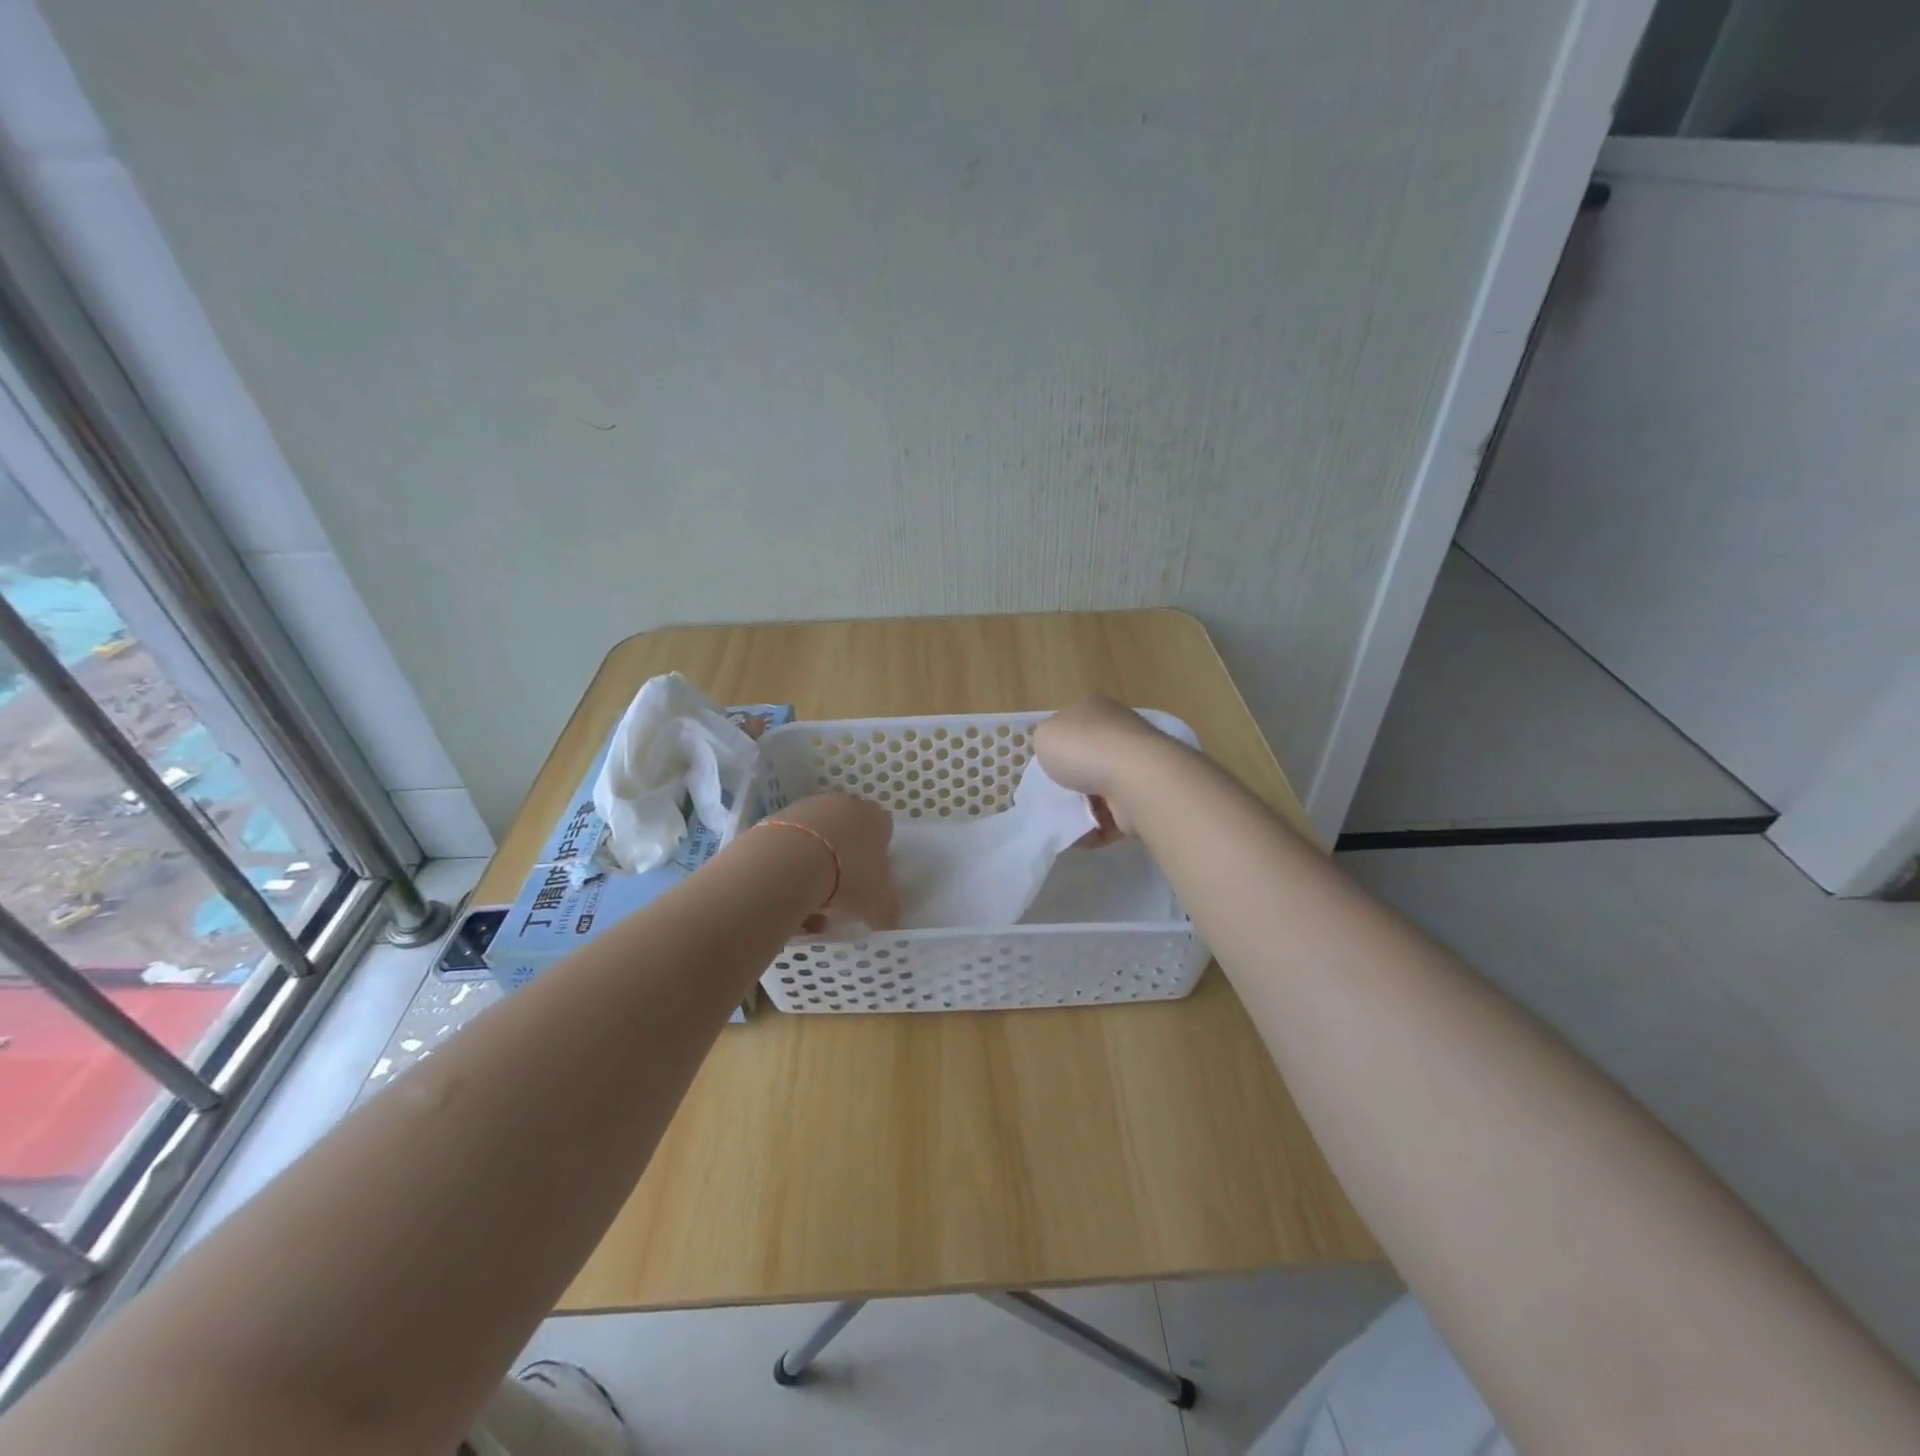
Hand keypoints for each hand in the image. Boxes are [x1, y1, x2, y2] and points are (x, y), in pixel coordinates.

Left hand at [764, 791, 900, 933]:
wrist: (789, 862)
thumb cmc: (847, 878)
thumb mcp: (879, 903)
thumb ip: (887, 909)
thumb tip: (887, 916)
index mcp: (875, 817)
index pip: (882, 834)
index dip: (876, 862)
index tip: (868, 886)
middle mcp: (843, 804)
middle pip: (847, 837)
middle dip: (844, 865)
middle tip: (839, 897)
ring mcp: (807, 807)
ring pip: (817, 843)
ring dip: (815, 870)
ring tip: (809, 905)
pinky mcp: (776, 818)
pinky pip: (789, 847)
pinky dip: (789, 869)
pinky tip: (787, 896)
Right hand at [1034, 696, 1182, 836]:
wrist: (1135, 779)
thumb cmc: (1084, 749)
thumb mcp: (1044, 735)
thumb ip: (1046, 742)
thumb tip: (1059, 752)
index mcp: (1095, 709)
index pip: (1073, 723)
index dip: (1057, 744)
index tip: (1045, 767)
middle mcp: (1119, 732)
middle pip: (1088, 758)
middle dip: (1071, 780)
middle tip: (1052, 796)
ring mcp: (1136, 765)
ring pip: (1100, 789)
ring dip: (1082, 808)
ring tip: (1063, 820)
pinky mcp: (1144, 796)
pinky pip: (1113, 816)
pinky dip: (1096, 828)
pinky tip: (1081, 836)